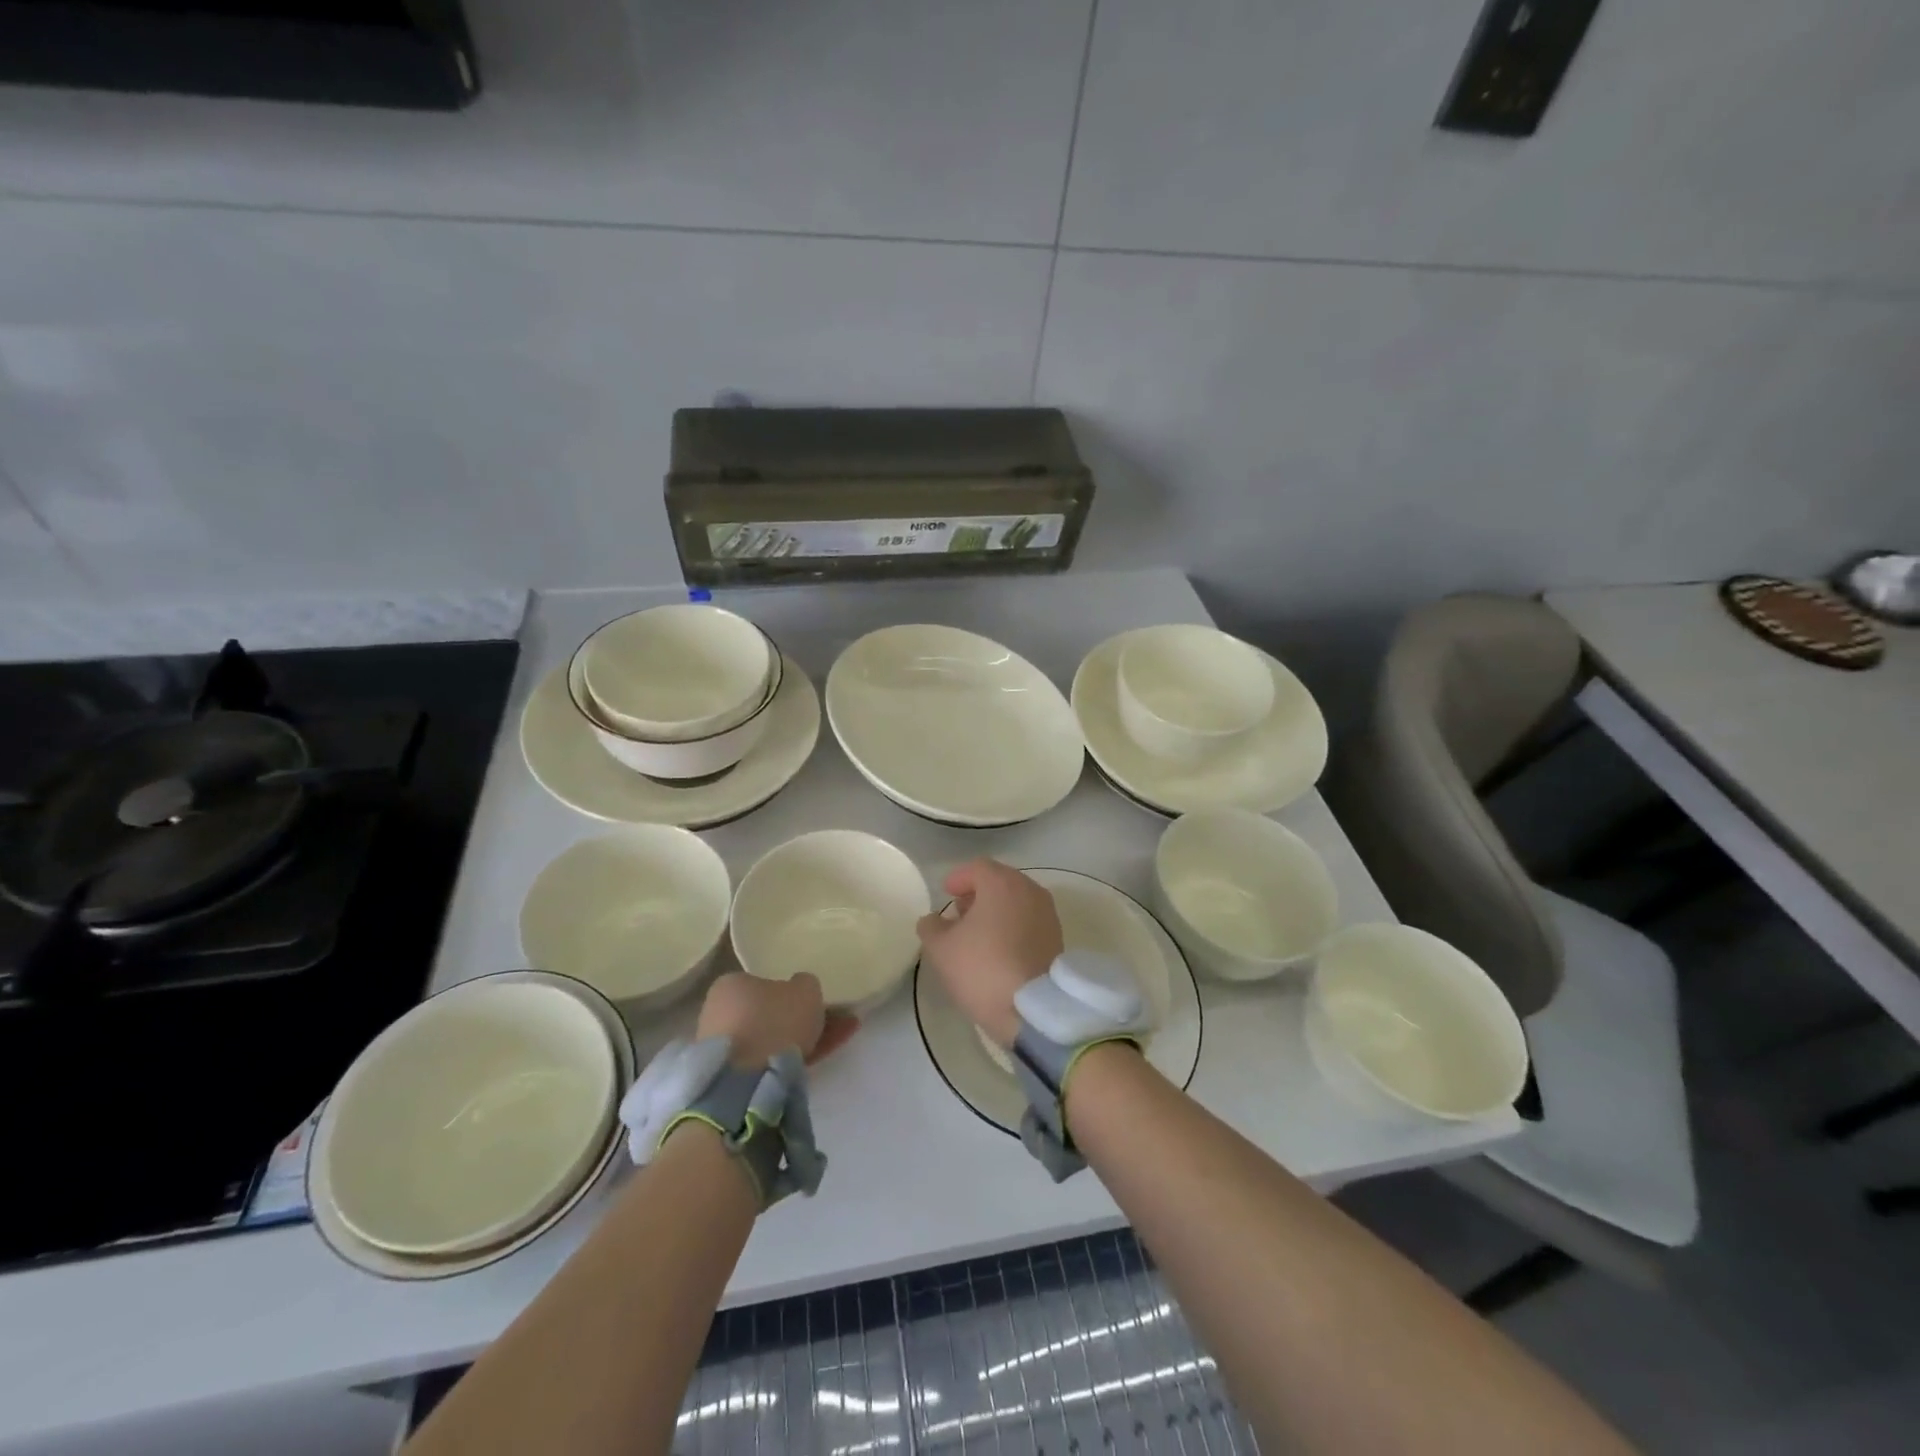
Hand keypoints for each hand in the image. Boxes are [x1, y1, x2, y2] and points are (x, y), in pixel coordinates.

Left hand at [696, 972, 858, 1068]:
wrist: (745, 1083)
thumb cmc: (773, 1022)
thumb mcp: (805, 990)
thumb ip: (805, 984)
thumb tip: (800, 987)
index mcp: (730, 984)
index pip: (764, 984)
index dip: (791, 993)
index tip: (812, 1003)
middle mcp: (718, 1012)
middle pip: (766, 1013)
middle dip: (795, 1019)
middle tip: (827, 1025)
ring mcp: (721, 1048)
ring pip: (768, 1040)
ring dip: (797, 1041)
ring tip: (831, 1044)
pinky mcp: (727, 1078)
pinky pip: (764, 1062)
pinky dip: (788, 1061)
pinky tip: (814, 1062)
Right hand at [916, 859, 1062, 1047]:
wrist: (1033, 1009)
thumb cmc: (982, 968)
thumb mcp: (941, 949)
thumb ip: (931, 926)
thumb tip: (933, 920)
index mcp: (1002, 883)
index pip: (977, 868)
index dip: (959, 878)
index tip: (946, 893)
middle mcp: (1030, 890)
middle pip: (1000, 882)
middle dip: (978, 894)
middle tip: (959, 914)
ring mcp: (1048, 914)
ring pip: (1017, 901)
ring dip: (997, 911)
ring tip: (978, 935)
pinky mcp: (1058, 938)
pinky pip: (1029, 921)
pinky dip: (1013, 926)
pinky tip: (999, 949)